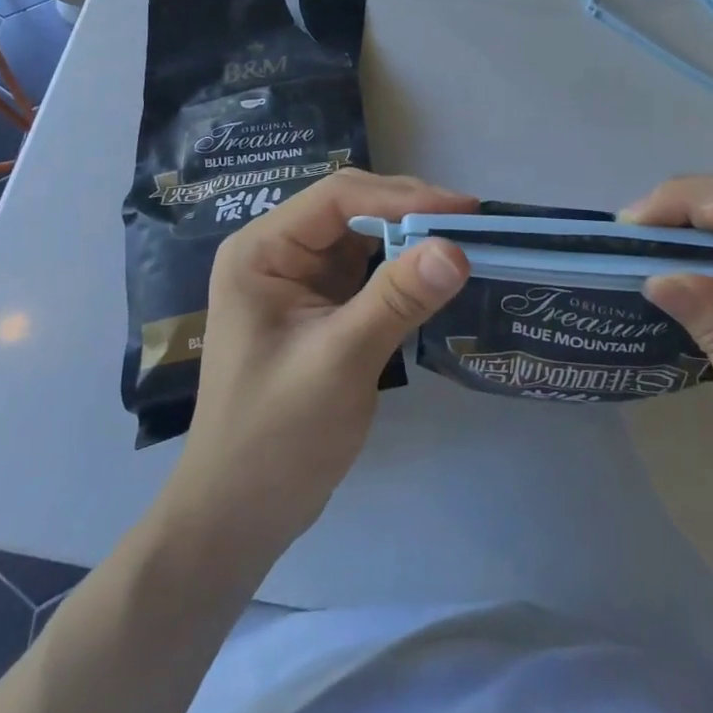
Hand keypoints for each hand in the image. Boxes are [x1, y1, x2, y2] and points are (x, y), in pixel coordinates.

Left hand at [160, 171, 474, 568]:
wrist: (239, 517)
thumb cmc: (276, 438)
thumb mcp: (339, 362)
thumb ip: (396, 300)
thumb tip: (456, 249)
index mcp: (263, 249)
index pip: (337, 197)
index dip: (402, 195)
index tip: (463, 211)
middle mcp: (278, 251)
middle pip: (352, 208)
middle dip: (411, 212)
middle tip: (473, 225)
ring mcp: (299, 277)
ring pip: (364, 235)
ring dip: (412, 237)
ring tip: (465, 241)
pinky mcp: (320, 304)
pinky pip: (367, 269)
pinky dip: (403, 268)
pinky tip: (437, 274)